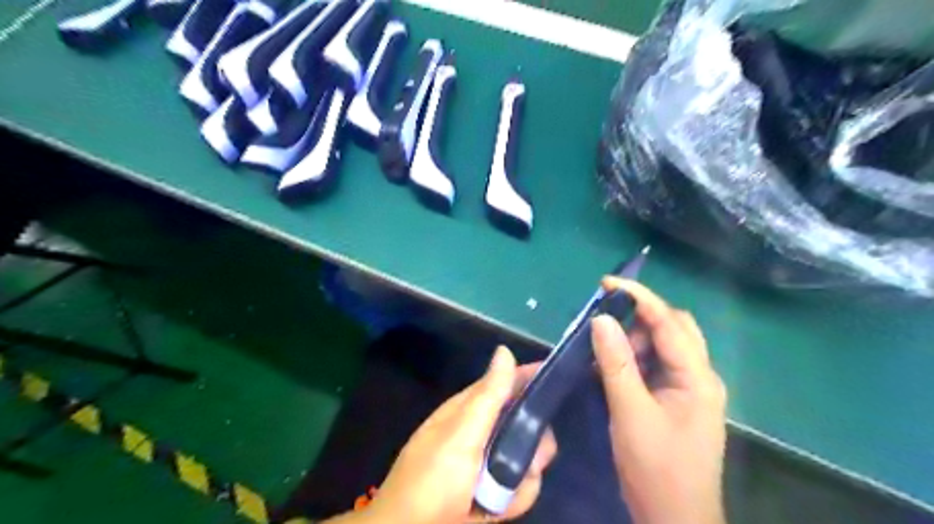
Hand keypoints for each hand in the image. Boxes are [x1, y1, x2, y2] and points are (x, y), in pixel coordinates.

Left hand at [342, 348, 553, 522]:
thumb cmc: (433, 479)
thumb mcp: (461, 435)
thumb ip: (488, 396)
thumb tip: (504, 350)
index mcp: (470, 410)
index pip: (505, 383)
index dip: (530, 378)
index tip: (555, 377)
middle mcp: (484, 432)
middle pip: (526, 423)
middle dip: (533, 442)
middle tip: (531, 456)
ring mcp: (490, 463)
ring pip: (530, 456)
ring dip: (523, 476)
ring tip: (503, 490)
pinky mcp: (497, 492)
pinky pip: (524, 486)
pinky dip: (516, 499)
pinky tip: (499, 508)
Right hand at [589, 279, 728, 522]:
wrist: (674, 520)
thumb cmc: (657, 468)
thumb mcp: (631, 413)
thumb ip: (616, 363)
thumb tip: (601, 320)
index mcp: (697, 377)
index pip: (668, 322)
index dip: (638, 297)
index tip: (605, 283)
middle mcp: (699, 376)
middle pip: (673, 328)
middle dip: (638, 317)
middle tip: (604, 322)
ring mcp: (689, 389)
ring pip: (663, 346)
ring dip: (634, 339)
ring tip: (603, 348)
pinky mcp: (677, 400)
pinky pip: (656, 366)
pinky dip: (634, 358)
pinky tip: (613, 366)